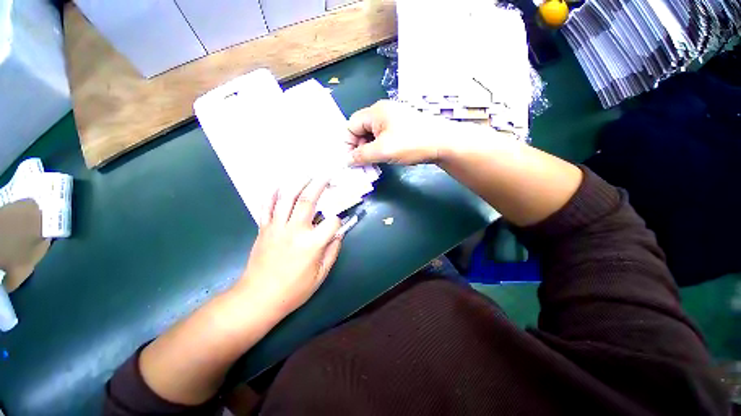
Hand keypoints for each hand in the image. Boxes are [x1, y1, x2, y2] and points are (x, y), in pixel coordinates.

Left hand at [234, 178, 342, 319]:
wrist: (258, 298)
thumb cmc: (293, 290)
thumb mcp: (320, 276)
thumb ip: (332, 252)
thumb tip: (338, 236)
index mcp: (312, 244)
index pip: (332, 222)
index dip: (338, 221)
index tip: (337, 225)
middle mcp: (295, 230)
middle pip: (308, 200)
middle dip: (319, 184)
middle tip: (326, 174)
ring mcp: (276, 227)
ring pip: (287, 198)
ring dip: (298, 183)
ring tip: (306, 174)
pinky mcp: (263, 229)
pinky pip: (266, 207)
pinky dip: (271, 194)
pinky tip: (278, 185)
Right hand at [347, 100, 462, 165]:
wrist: (443, 142)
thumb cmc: (411, 144)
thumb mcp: (383, 151)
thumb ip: (361, 155)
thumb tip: (347, 160)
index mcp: (375, 112)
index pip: (351, 125)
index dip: (348, 143)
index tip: (352, 160)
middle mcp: (383, 112)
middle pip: (361, 130)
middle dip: (359, 148)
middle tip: (364, 164)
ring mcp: (394, 119)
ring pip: (373, 135)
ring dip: (370, 150)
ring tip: (374, 163)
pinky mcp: (402, 127)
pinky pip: (384, 137)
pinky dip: (380, 148)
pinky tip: (385, 158)